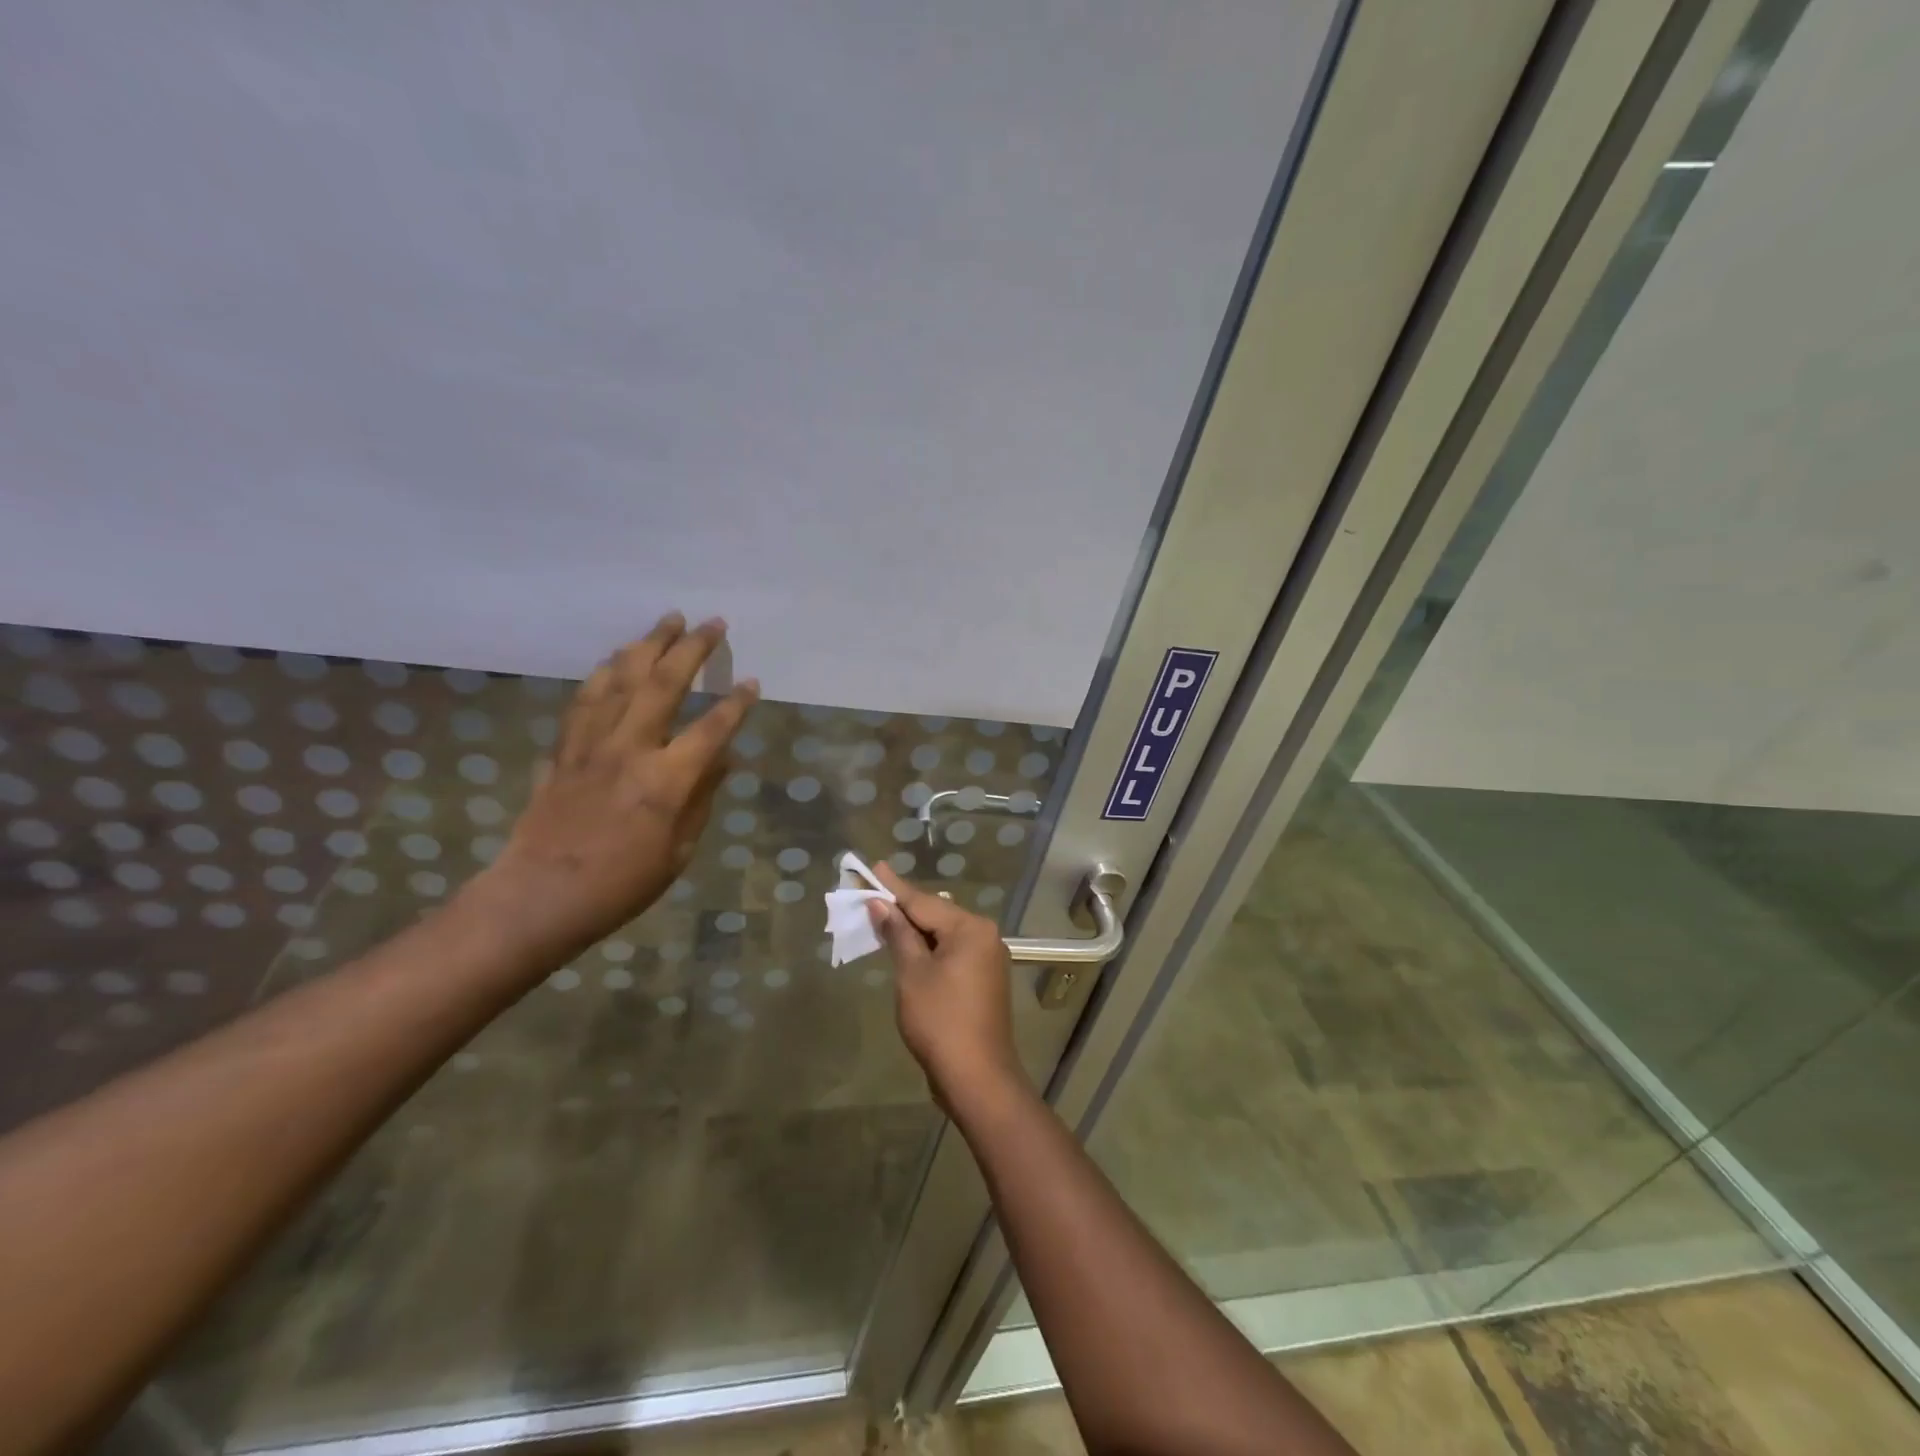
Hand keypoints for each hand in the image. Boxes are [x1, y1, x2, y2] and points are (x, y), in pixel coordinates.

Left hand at [480, 613, 757, 957]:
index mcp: (666, 780)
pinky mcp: (564, 750)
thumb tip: (723, 760)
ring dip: (646, 646)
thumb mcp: (679, 850)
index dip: (736, 704)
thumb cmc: (621, 884)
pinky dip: (604, 674)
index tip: (752, 682)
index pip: (712, 729)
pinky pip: (584, 700)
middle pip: (663, 684)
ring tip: (666, 623)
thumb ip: (702, 798)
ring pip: (620, 680)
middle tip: (711, 623)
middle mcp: (630, 750)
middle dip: (691, 649)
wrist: (540, 896)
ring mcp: (591, 745)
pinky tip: (615, 660)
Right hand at [868, 863, 1028, 1112]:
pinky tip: (907, 948)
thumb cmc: (940, 1020)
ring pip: (943, 935)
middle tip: (871, 894)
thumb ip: (898, 934)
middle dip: (902, 908)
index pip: (923, 901)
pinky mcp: (983, 980)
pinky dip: (927, 950)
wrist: (977, 1077)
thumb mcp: (912, 973)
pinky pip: (950, 953)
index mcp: (970, 928)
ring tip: (882, 917)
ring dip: (913, 931)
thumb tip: (882, 905)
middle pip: (935, 915)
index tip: (874, 867)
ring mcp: (987, 959)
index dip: (894, 887)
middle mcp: (984, 936)